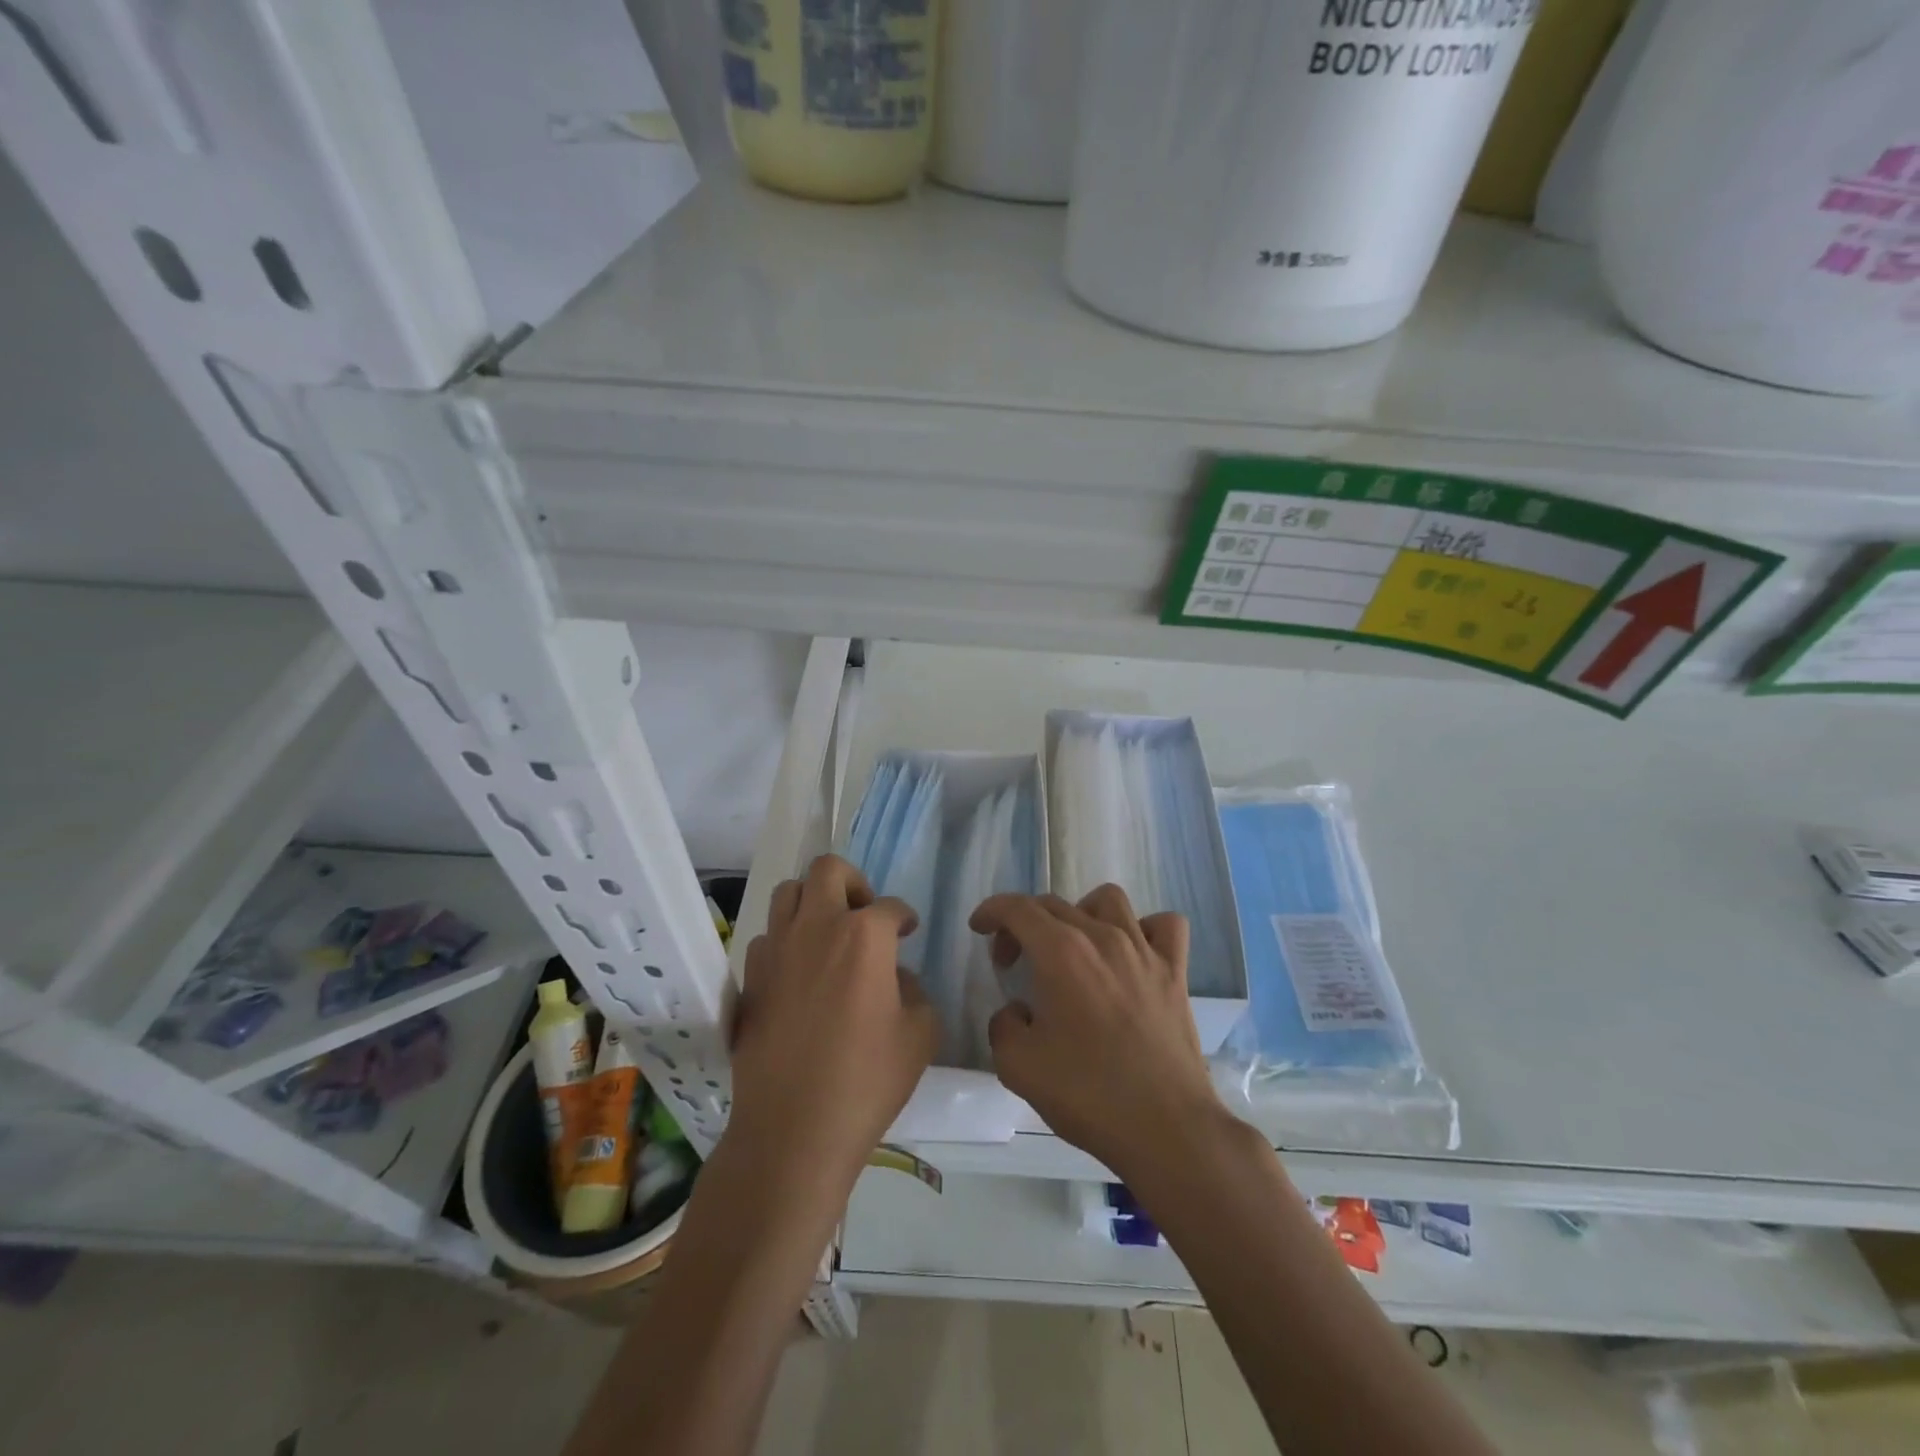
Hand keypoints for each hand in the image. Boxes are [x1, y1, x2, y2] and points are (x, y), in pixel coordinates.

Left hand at [730, 855, 936, 1187]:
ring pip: (788, 893)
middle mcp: (817, 927)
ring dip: (812, 903)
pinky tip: (799, 973)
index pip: (890, 906)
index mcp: (864, 935)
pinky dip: (786, 941)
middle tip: (864, 915)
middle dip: (853, 882)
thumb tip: (897, 977)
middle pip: (828, 870)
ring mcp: (777, 949)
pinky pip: (768, 937)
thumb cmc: (867, 1080)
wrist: (793, 1129)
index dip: (904, 917)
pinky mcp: (750, 977)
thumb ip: (916, 992)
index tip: (907, 932)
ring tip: (827, 936)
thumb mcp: (919, 1035)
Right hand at [971, 886, 1227, 1181]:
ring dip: (1080, 913)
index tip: (979, 928)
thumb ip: (1003, 1025)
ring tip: (1072, 946)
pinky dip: (1144, 929)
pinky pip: (1164, 925)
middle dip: (1022, 924)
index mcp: (1060, 953)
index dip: (991, 911)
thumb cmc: (1088, 1094)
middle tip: (1013, 961)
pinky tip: (1132, 953)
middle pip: (1054, 904)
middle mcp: (1102, 937)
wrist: (1165, 1128)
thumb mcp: (1018, 1066)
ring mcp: (1144, 950)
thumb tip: (1017, 1011)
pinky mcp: (1175, 971)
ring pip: (1109, 900)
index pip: (1017, 908)